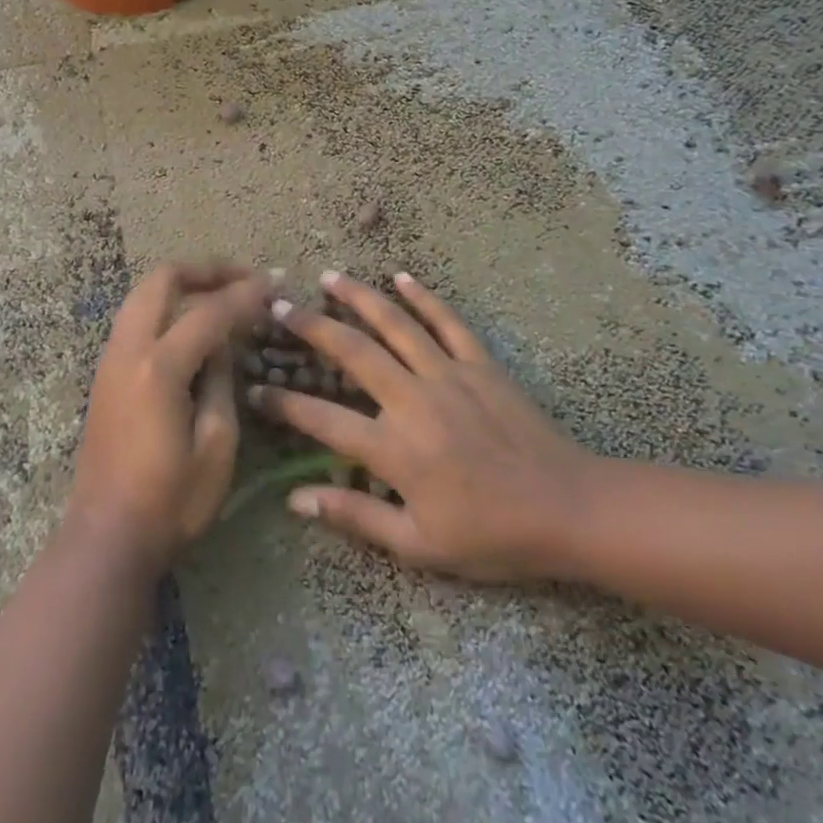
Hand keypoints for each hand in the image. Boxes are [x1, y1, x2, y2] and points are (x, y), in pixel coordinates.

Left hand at [70, 262, 277, 572]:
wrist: (108, 535)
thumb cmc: (171, 500)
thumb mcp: (217, 444)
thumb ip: (222, 381)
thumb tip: (224, 343)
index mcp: (159, 368)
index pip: (209, 312)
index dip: (246, 294)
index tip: (275, 283)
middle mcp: (128, 350)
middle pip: (162, 280)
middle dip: (205, 270)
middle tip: (243, 278)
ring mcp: (110, 359)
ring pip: (143, 294)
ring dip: (183, 285)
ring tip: (221, 295)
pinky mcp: (105, 374)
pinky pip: (136, 318)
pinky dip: (166, 306)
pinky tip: (192, 324)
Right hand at [252, 271, 594, 582]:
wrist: (567, 510)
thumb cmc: (491, 535)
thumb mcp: (418, 545)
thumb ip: (356, 516)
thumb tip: (296, 501)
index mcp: (394, 449)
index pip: (322, 420)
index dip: (283, 404)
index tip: (255, 390)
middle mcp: (413, 400)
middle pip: (353, 352)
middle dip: (311, 327)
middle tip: (280, 306)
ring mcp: (449, 375)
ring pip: (396, 325)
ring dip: (360, 298)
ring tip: (330, 277)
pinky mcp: (480, 364)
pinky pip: (448, 322)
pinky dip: (424, 297)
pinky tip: (402, 277)